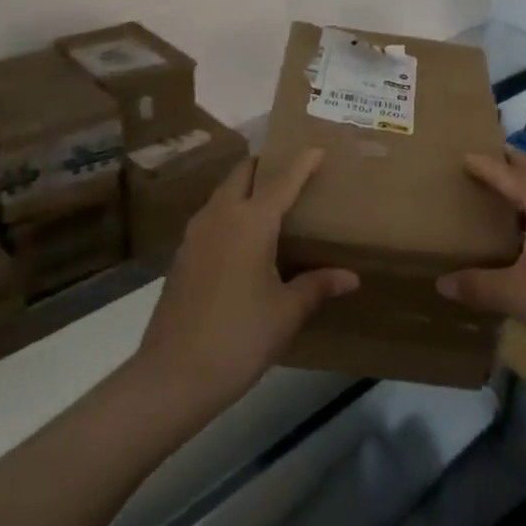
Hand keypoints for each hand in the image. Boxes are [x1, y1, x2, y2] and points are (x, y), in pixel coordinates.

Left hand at [136, 149, 357, 411]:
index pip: (281, 181)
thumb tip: (351, 278)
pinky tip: (244, 237)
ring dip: (245, 187)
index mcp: (250, 223)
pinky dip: (231, 211)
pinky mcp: (183, 255)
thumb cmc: (239, 337)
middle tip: (291, 171)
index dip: (301, 163)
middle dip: (266, 165)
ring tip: (271, 200)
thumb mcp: (286, 312)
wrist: (173, 376)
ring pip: (223, 193)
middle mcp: (220, 217)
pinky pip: (212, 217)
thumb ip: (317, 286)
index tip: (317, 148)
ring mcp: (195, 235)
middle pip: (243, 174)